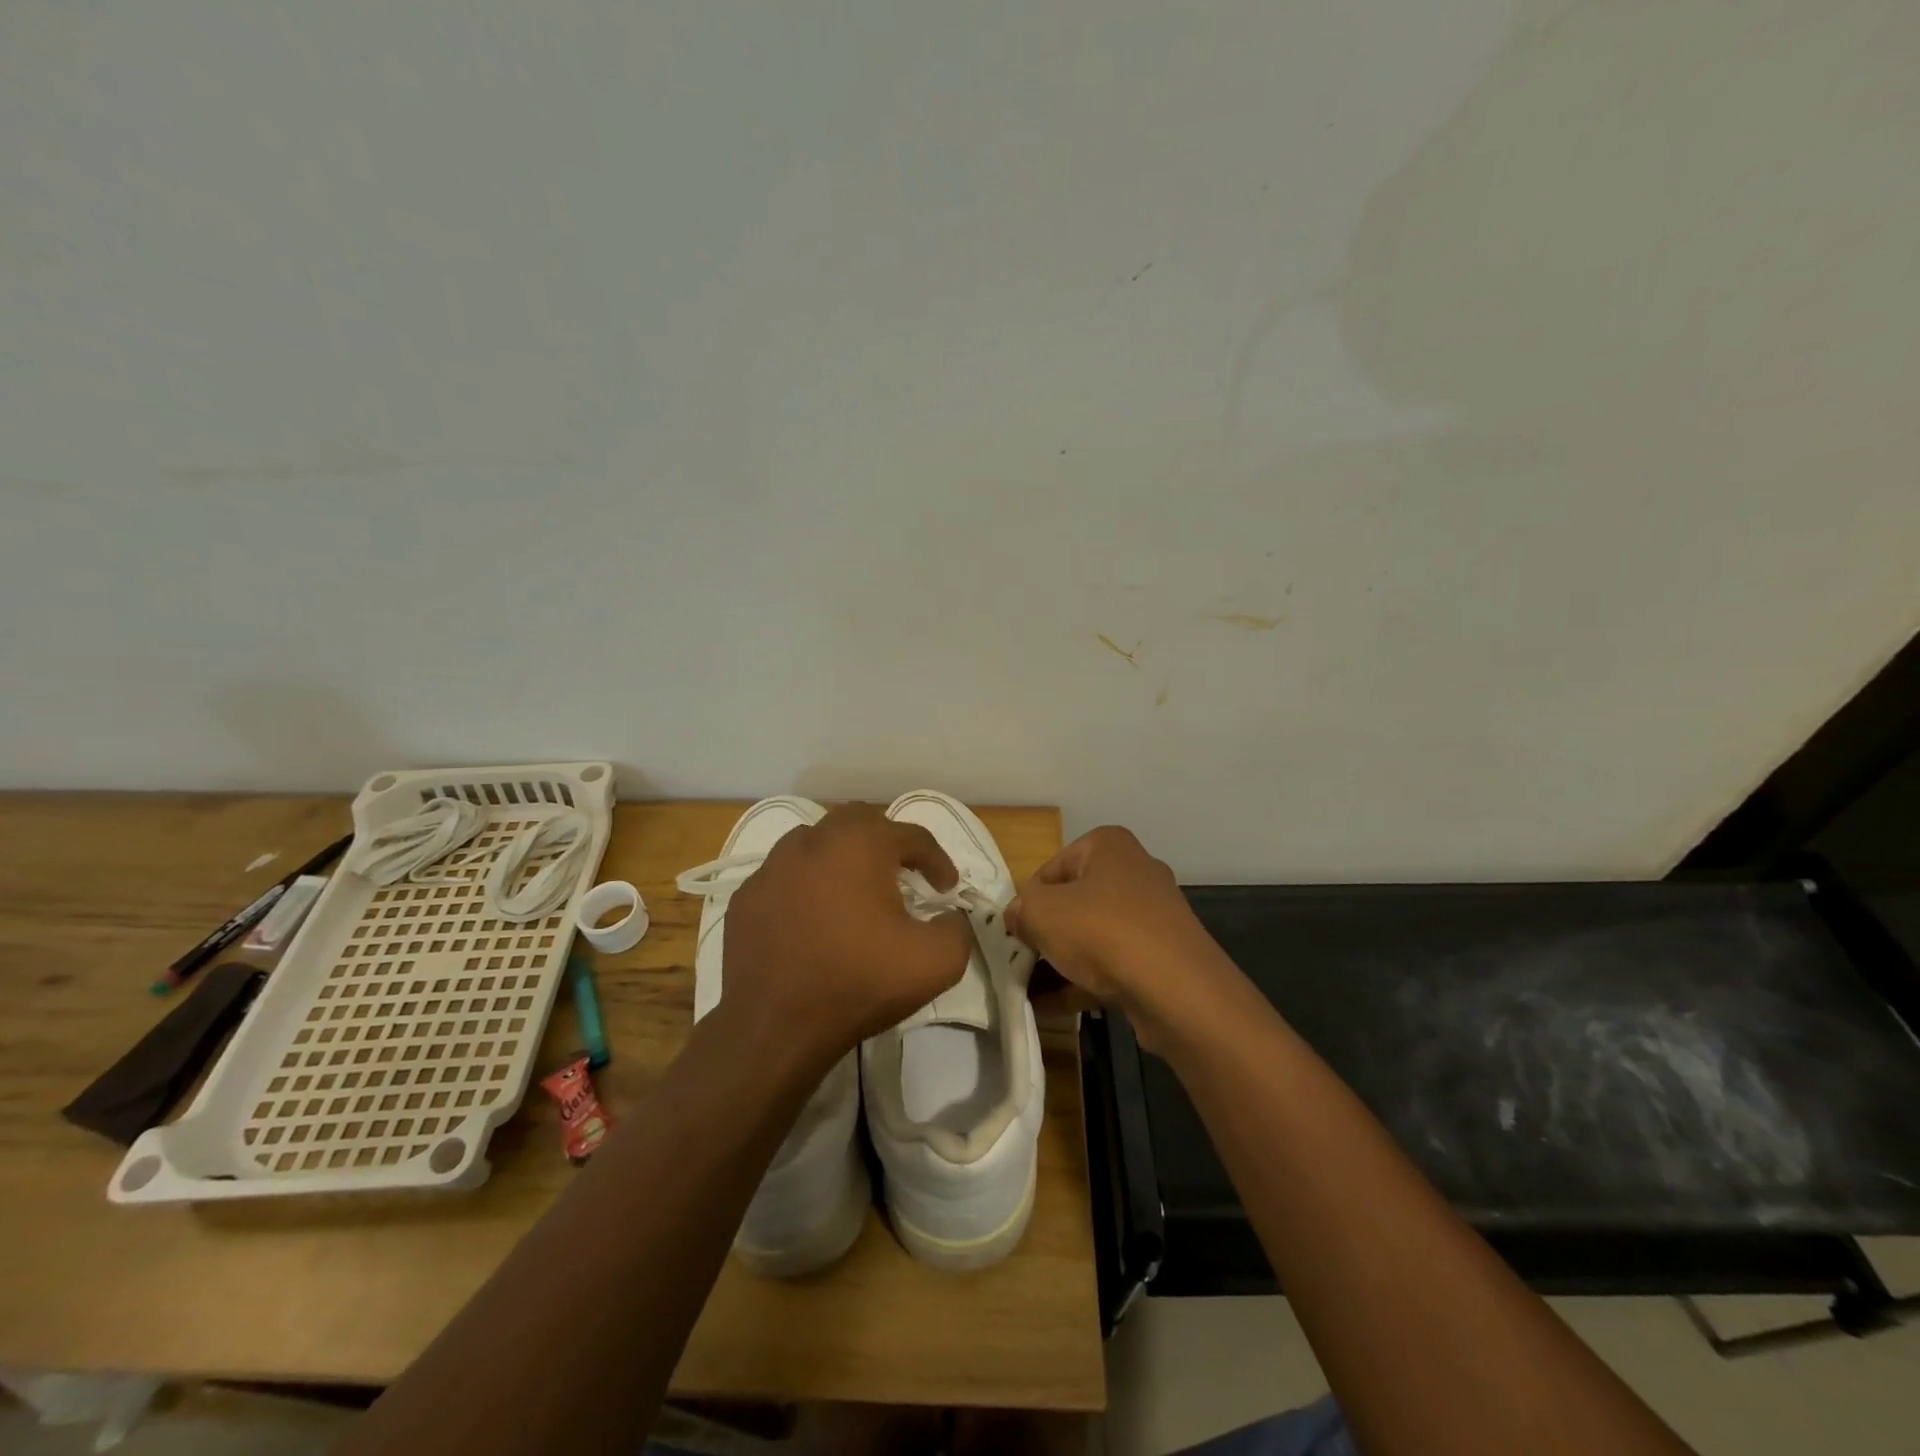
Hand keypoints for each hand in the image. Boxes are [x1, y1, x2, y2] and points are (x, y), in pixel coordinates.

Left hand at [719, 805, 974, 1065]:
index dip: (937, 860)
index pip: (912, 836)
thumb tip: (948, 917)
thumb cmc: (859, 982)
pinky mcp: (746, 897)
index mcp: (860, 844)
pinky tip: (813, 918)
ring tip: (855, 891)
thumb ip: (956, 928)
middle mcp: (813, 841)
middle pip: (859, 821)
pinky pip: (785, 876)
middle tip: (903, 874)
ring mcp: (772, 867)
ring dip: (842, 857)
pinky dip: (806, 885)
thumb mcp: (936, 962)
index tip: (947, 889)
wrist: (774, 1026)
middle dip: (887, 841)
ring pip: (816, 841)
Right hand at [1005, 826, 1226, 1050]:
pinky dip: (1083, 983)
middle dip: (1046, 932)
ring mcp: (1152, 917)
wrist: (1177, 990)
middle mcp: (1135, 872)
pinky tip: (1052, 1009)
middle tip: (1021, 960)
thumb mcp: (1042, 913)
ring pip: (1093, 936)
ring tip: (1029, 990)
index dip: (1028, 900)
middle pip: (1074, 902)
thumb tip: (1017, 916)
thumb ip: (1020, 909)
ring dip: (1061, 961)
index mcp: (1109, 846)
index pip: (1051, 868)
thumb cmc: (1103, 931)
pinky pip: (1112, 965)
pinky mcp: (1161, 957)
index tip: (1015, 930)